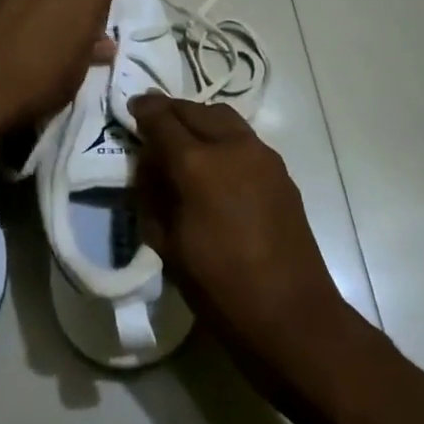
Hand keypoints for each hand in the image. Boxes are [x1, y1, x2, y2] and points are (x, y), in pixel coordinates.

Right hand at [131, 96, 355, 386]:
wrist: (291, 315)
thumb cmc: (219, 287)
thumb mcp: (167, 244)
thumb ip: (153, 195)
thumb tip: (151, 166)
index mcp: (198, 164)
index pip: (162, 119)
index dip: (144, 111)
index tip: (132, 108)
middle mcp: (232, 146)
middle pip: (195, 110)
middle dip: (171, 111)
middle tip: (154, 123)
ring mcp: (262, 156)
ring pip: (224, 118)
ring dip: (199, 120)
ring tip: (184, 140)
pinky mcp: (281, 171)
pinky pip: (244, 138)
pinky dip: (222, 137)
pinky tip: (215, 163)